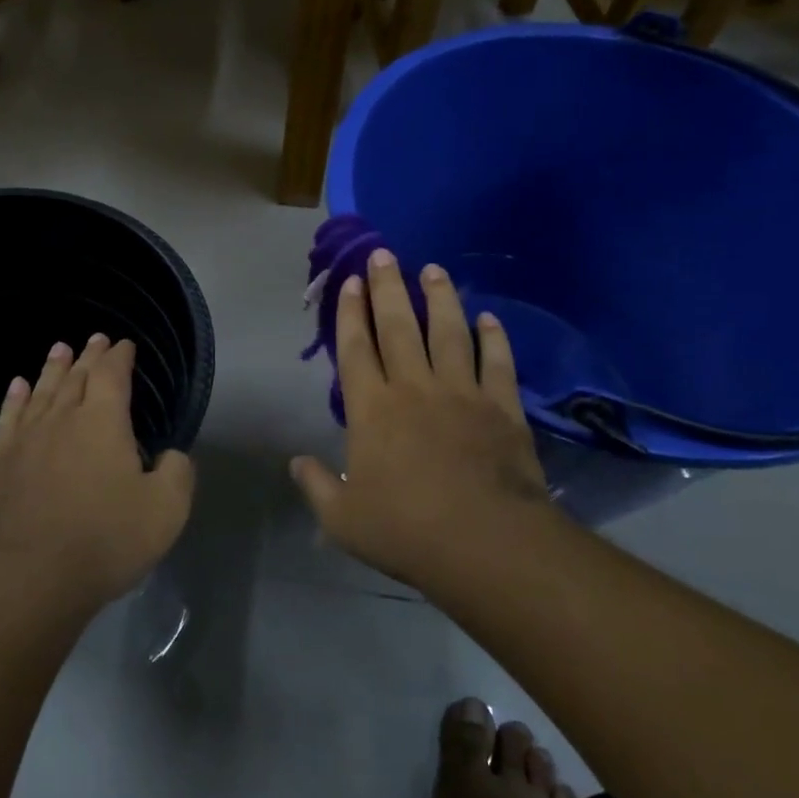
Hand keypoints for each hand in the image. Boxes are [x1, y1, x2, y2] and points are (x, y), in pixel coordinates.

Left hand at [0, 334, 195, 610]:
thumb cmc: (105, 539)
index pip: (112, 375)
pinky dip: (14, 399)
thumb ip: (176, 472)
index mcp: (103, 423)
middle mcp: (62, 419)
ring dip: (53, 368)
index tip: (124, 345)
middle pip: (76, 377)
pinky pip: (7, 419)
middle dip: (89, 356)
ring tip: (59, 349)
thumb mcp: (166, 509)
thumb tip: (170, 455)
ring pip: (41, 391)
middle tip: (95, 339)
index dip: (120, 357)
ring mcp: (24, 440)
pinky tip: (17, 388)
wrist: (30, 577)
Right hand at [291, 249, 550, 585]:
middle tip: (384, 255)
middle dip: (388, 288)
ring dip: (439, 298)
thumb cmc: (405, 530)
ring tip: (432, 270)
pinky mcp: (502, 408)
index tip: (351, 282)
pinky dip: (493, 338)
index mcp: (371, 410)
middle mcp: (414, 388)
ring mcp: (461, 393)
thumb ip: (317, 486)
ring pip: (448, 333)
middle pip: (398, 327)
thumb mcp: (342, 519)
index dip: (350, 314)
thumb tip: (297, 463)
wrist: (484, 543)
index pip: (355, 350)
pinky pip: (497, 363)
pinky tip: (489, 318)